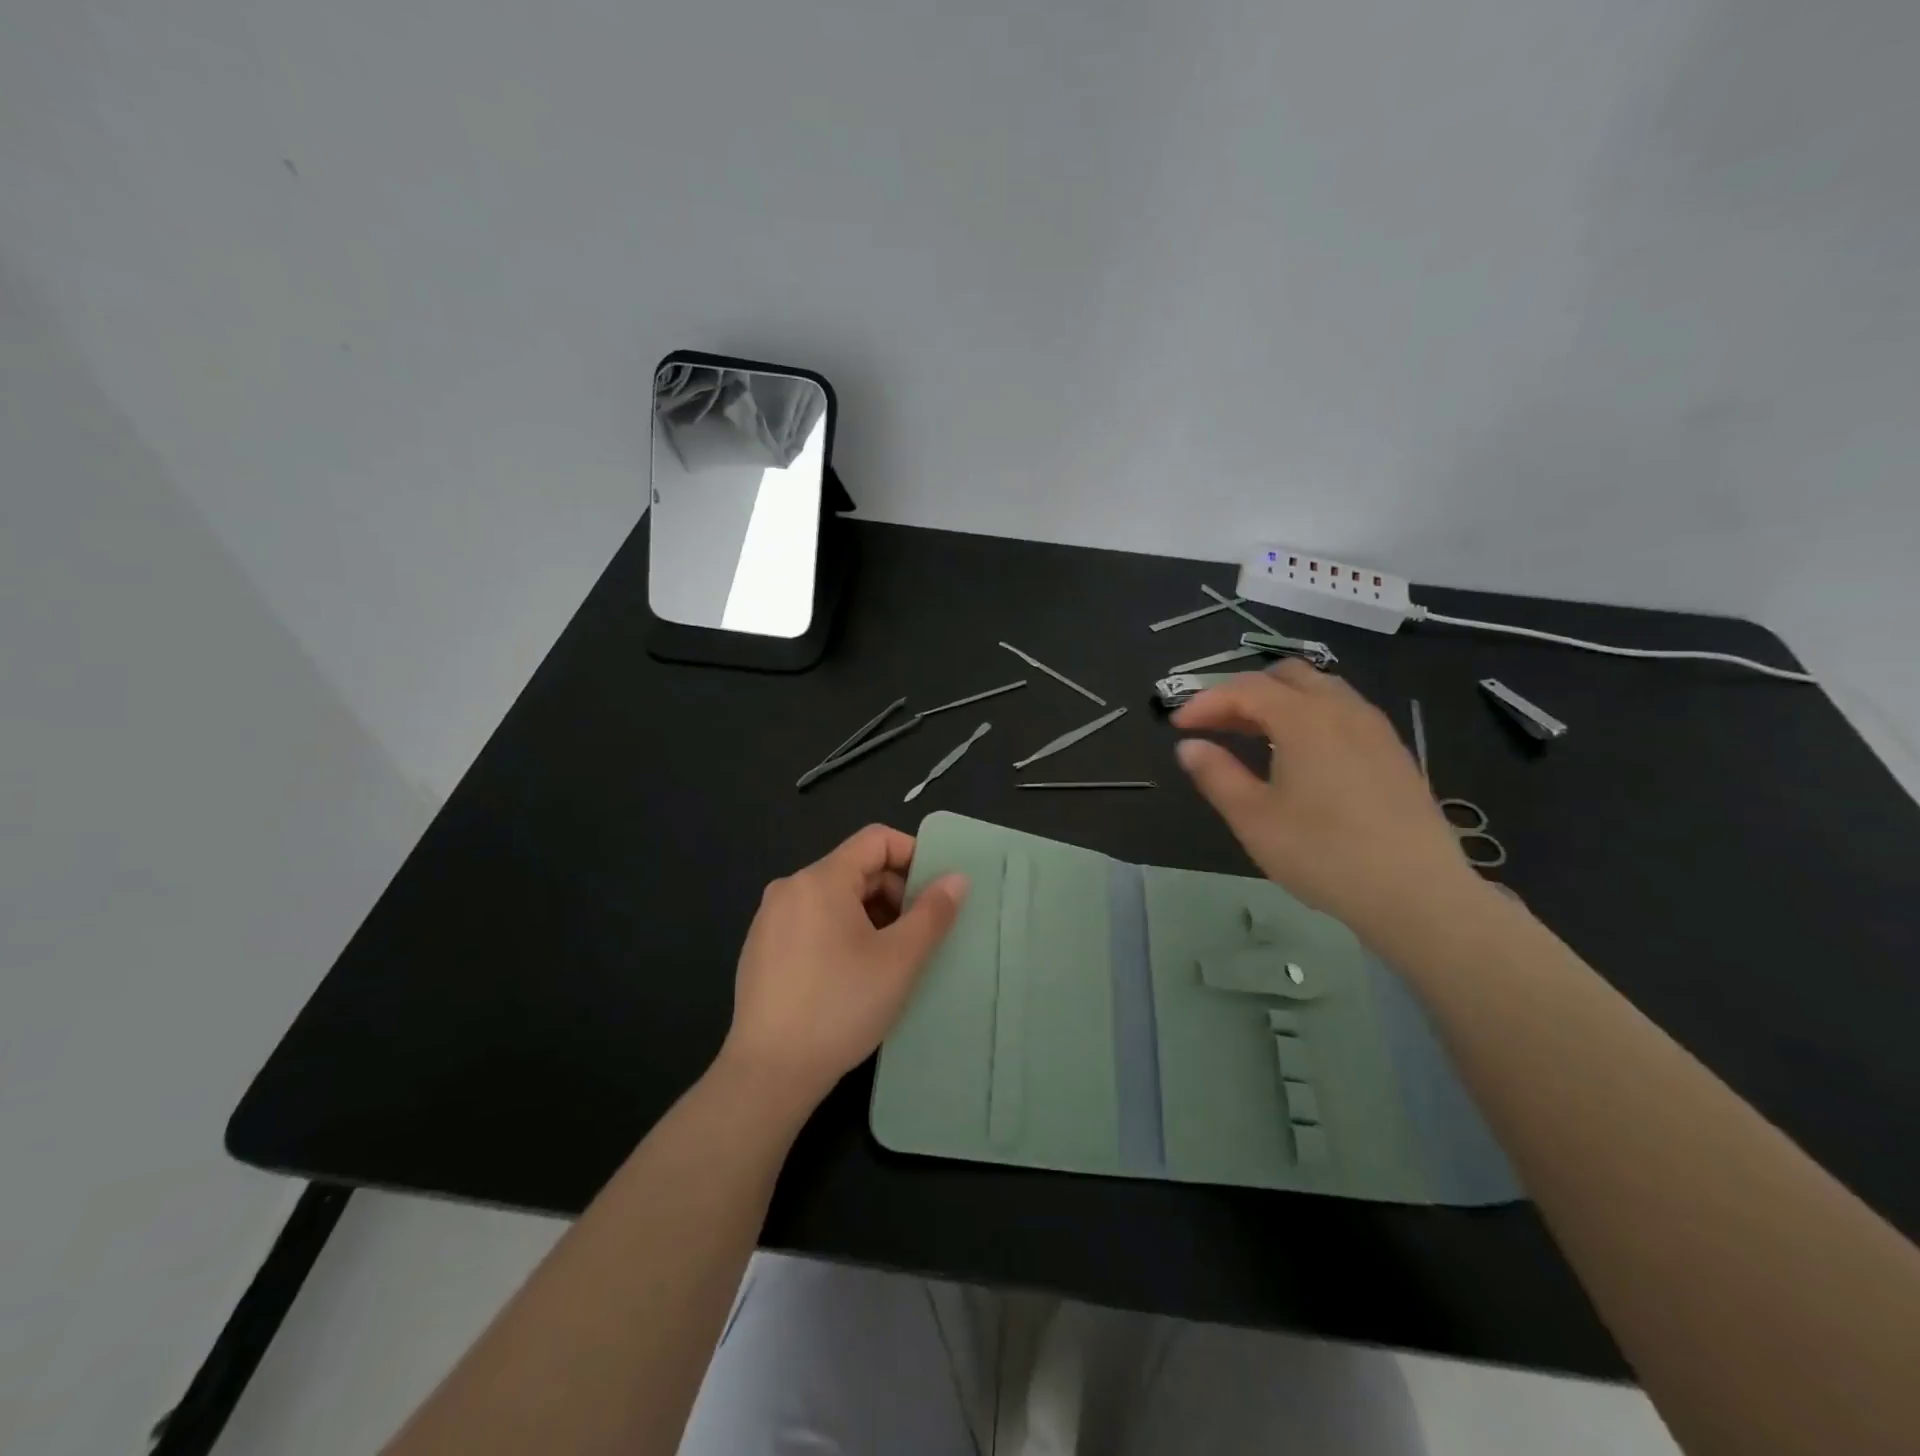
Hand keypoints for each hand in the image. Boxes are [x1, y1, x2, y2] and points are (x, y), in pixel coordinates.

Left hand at [718, 825, 968, 1112]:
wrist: (769, 1073)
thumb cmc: (841, 1007)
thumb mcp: (899, 959)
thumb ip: (933, 912)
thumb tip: (956, 878)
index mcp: (820, 879)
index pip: (876, 840)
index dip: (913, 856)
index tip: (935, 894)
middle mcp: (790, 888)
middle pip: (855, 868)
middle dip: (894, 892)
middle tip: (918, 935)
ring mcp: (770, 919)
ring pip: (835, 897)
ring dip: (871, 915)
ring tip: (889, 959)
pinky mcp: (761, 948)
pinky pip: (812, 921)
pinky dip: (841, 932)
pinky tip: (851, 975)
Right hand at [1172, 662, 1487, 939]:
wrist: (1417, 893)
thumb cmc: (1323, 854)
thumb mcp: (1254, 819)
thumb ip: (1216, 775)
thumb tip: (1189, 746)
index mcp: (1304, 719)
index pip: (1245, 689)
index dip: (1206, 701)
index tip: (1178, 726)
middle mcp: (1342, 709)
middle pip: (1285, 676)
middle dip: (1243, 692)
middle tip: (1215, 725)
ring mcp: (1374, 728)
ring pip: (1320, 689)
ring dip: (1279, 701)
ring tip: (1253, 736)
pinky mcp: (1393, 752)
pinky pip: (1343, 711)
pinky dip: (1309, 716)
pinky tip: (1300, 755)